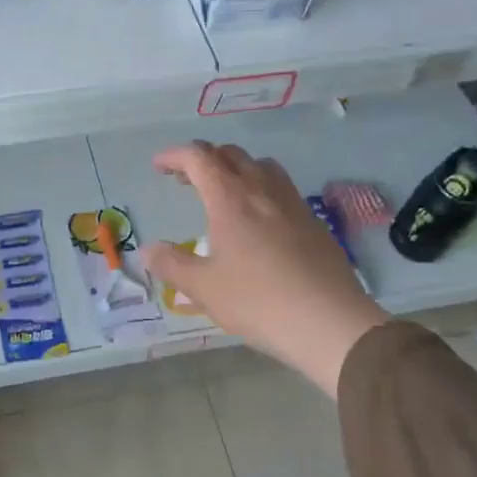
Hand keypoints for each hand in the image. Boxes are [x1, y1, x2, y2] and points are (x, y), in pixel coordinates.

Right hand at [141, 142, 384, 395]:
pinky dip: (260, 188)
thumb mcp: (203, 288)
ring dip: (236, 168)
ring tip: (223, 192)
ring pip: (262, 166)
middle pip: (231, 155)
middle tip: (185, 180)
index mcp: (230, 199)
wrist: (329, 322)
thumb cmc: (258, 301)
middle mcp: (262, 191)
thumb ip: (171, 264)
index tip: (158, 166)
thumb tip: (146, 251)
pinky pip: (282, 188)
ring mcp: (293, 204)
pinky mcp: (314, 222)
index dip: (175, 156)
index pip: (199, 158)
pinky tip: (258, 221)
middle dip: (203, 159)